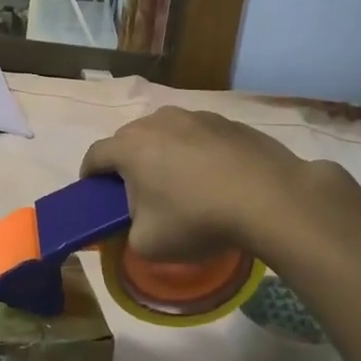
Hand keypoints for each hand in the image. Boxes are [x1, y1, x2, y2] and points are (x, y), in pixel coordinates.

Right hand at [81, 106, 353, 262]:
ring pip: (167, 133)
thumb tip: (133, 226)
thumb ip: (127, 235)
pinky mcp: (230, 122)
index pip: (94, 155)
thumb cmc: (197, 219)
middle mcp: (158, 121)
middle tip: (137, 192)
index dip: (89, 176)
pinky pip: (200, 136)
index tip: (93, 193)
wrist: (271, 198)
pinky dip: (198, 153)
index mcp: (130, 147)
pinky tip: (215, 178)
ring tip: (179, 183)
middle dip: (127, 163)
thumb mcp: (148, 244)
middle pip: (129, 139)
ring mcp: (196, 116)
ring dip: (164, 153)